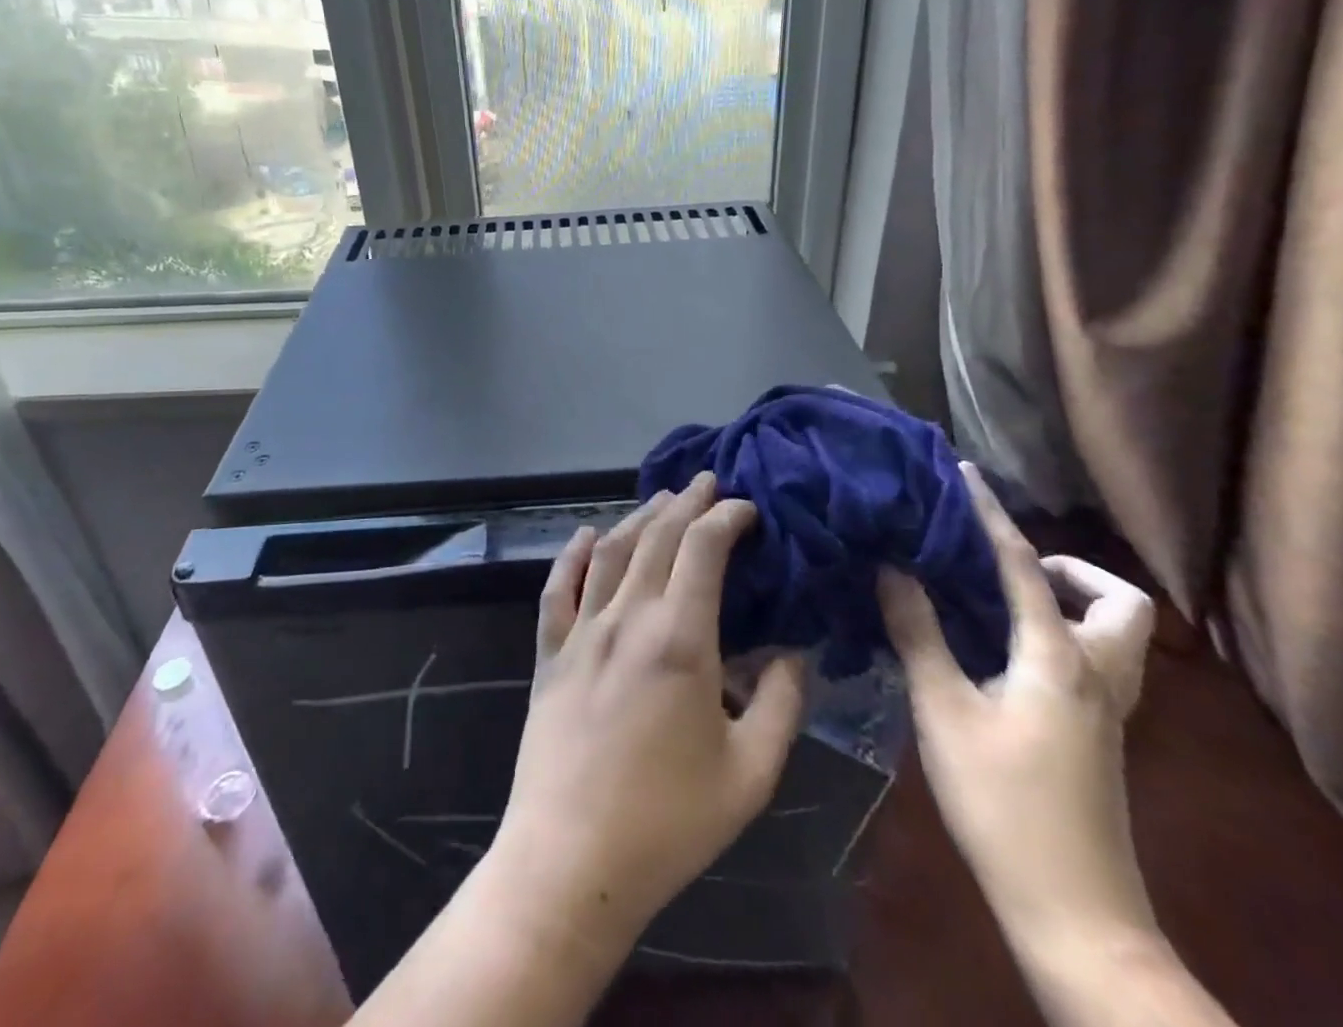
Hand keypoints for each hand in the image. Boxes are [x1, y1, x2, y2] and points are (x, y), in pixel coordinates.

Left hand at [490, 474, 807, 958]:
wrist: (572, 860)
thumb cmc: (670, 822)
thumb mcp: (752, 773)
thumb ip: (782, 704)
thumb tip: (793, 653)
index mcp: (680, 638)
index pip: (703, 549)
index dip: (726, 517)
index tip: (746, 508)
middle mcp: (627, 618)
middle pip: (657, 538)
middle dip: (686, 503)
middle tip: (707, 481)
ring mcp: (582, 632)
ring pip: (611, 552)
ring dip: (639, 518)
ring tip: (662, 499)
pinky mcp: (550, 654)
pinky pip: (558, 589)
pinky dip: (573, 555)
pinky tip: (586, 535)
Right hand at [877, 462, 1157, 962]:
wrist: (1074, 914)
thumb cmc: (1002, 804)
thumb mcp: (944, 711)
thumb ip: (918, 632)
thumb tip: (892, 568)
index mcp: (1060, 658)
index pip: (1023, 565)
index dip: (990, 514)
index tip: (964, 474)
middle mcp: (1098, 674)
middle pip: (1118, 601)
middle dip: (1070, 569)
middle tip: (1009, 567)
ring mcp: (1108, 711)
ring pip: (1116, 634)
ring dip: (1070, 602)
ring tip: (1002, 602)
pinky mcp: (1100, 736)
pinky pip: (1094, 660)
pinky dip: (1060, 634)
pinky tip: (1003, 652)